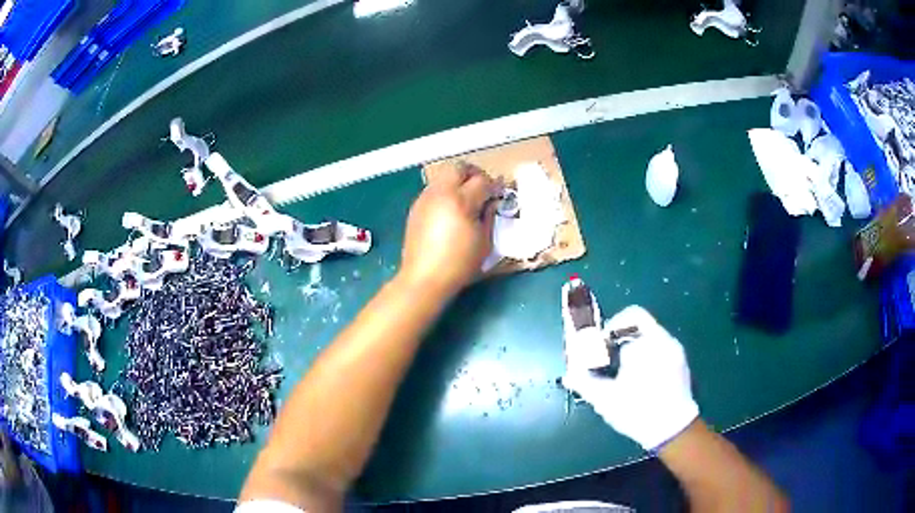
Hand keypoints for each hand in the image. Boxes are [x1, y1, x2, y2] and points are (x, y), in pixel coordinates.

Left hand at [399, 163, 497, 297]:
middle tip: (482, 188)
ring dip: (458, 181)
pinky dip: (445, 191)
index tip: (499, 195)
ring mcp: (425, 198)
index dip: (494, 186)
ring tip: (466, 199)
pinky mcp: (416, 207)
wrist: (424, 278)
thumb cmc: (459, 264)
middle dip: (474, 173)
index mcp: (461, 201)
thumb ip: (489, 216)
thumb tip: (491, 201)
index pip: (482, 180)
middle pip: (459, 167)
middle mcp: (441, 193)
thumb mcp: (484, 242)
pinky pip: (434, 189)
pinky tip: (450, 210)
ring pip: (444, 175)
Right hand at [562, 305, 698, 450]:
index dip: (613, 326)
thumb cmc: (638, 410)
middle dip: (622, 340)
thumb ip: (585, 383)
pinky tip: (640, 380)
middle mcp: (665, 340)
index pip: (631, 315)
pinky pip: (661, 349)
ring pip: (651, 338)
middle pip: (641, 326)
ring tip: (624, 372)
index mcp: (648, 342)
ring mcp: (676, 351)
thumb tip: (569, 376)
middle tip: (609, 360)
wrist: (674, 430)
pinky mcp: (682, 364)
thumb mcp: (606, 399)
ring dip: (635, 349)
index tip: (602, 345)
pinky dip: (648, 357)